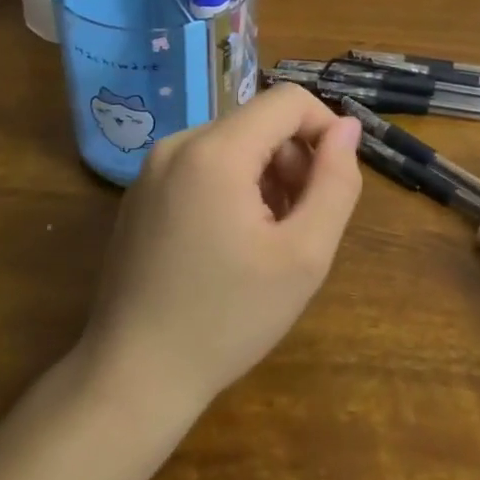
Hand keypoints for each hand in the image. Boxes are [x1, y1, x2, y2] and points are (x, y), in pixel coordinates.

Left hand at [81, 85, 363, 417]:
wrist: (133, 378)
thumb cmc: (227, 319)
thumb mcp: (303, 255)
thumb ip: (335, 183)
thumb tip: (346, 129)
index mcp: (215, 151)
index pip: (288, 100)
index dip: (325, 130)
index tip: (334, 182)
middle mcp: (178, 145)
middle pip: (259, 123)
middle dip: (294, 161)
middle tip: (302, 224)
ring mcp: (152, 169)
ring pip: (233, 145)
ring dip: (266, 177)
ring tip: (268, 240)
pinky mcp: (141, 194)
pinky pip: (203, 167)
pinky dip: (232, 188)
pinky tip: (232, 244)